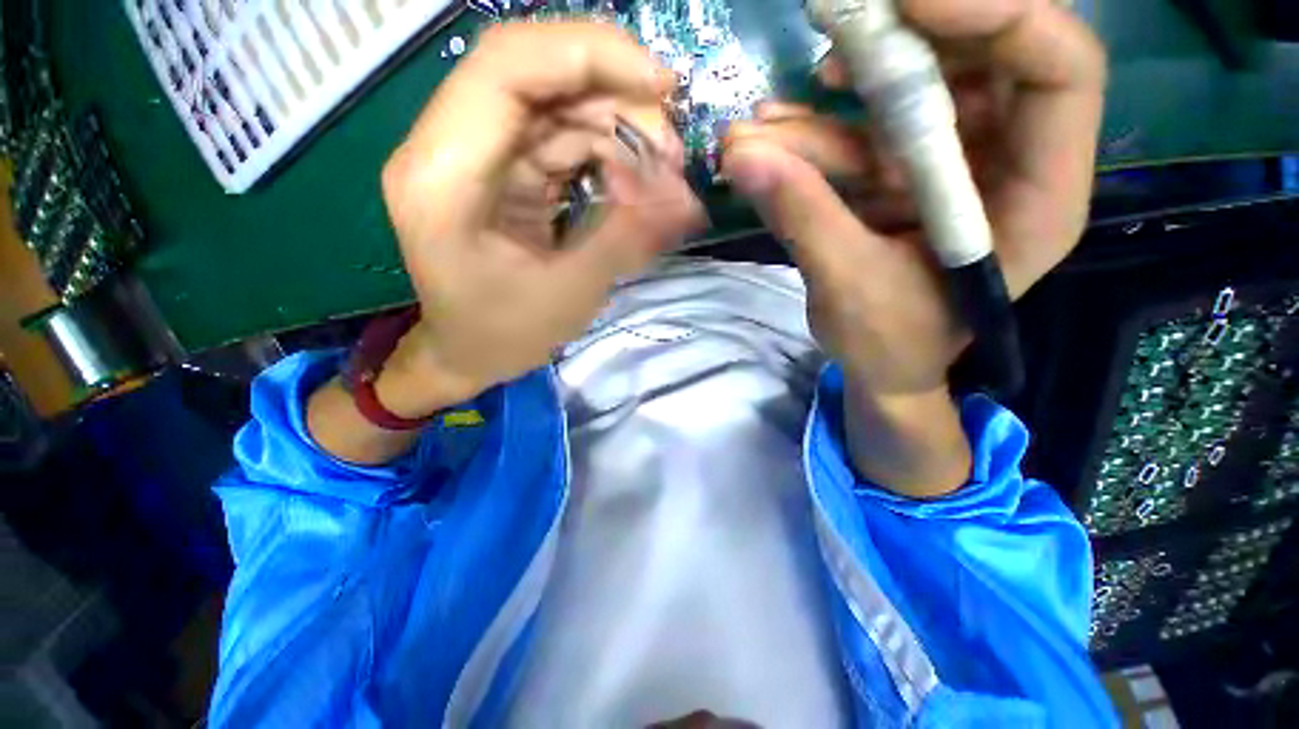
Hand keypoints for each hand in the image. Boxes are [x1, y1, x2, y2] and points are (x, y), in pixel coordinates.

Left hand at [379, 21, 703, 416]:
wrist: (468, 352)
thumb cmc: (504, 335)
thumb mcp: (570, 293)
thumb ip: (626, 238)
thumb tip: (687, 199)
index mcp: (443, 176)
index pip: (507, 66)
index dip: (589, 55)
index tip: (661, 85)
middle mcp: (447, 146)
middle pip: (536, 73)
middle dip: (616, 96)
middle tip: (670, 150)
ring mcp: (474, 153)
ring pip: (555, 103)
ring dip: (617, 127)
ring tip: (660, 174)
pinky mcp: (499, 168)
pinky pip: (558, 136)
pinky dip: (604, 151)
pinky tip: (632, 183)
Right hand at [723, 0, 1105, 397]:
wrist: (883, 370)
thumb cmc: (889, 346)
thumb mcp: (848, 287)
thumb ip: (803, 217)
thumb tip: (742, 158)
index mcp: (1036, 198)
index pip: (1057, 69)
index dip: (996, 14)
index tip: (904, 2)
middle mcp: (1008, 165)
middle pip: (978, 62)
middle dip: (895, 45)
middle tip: (824, 35)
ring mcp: (954, 168)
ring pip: (904, 102)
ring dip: (824, 112)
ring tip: (753, 135)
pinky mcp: (907, 179)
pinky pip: (863, 139)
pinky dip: (812, 140)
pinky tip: (766, 145)